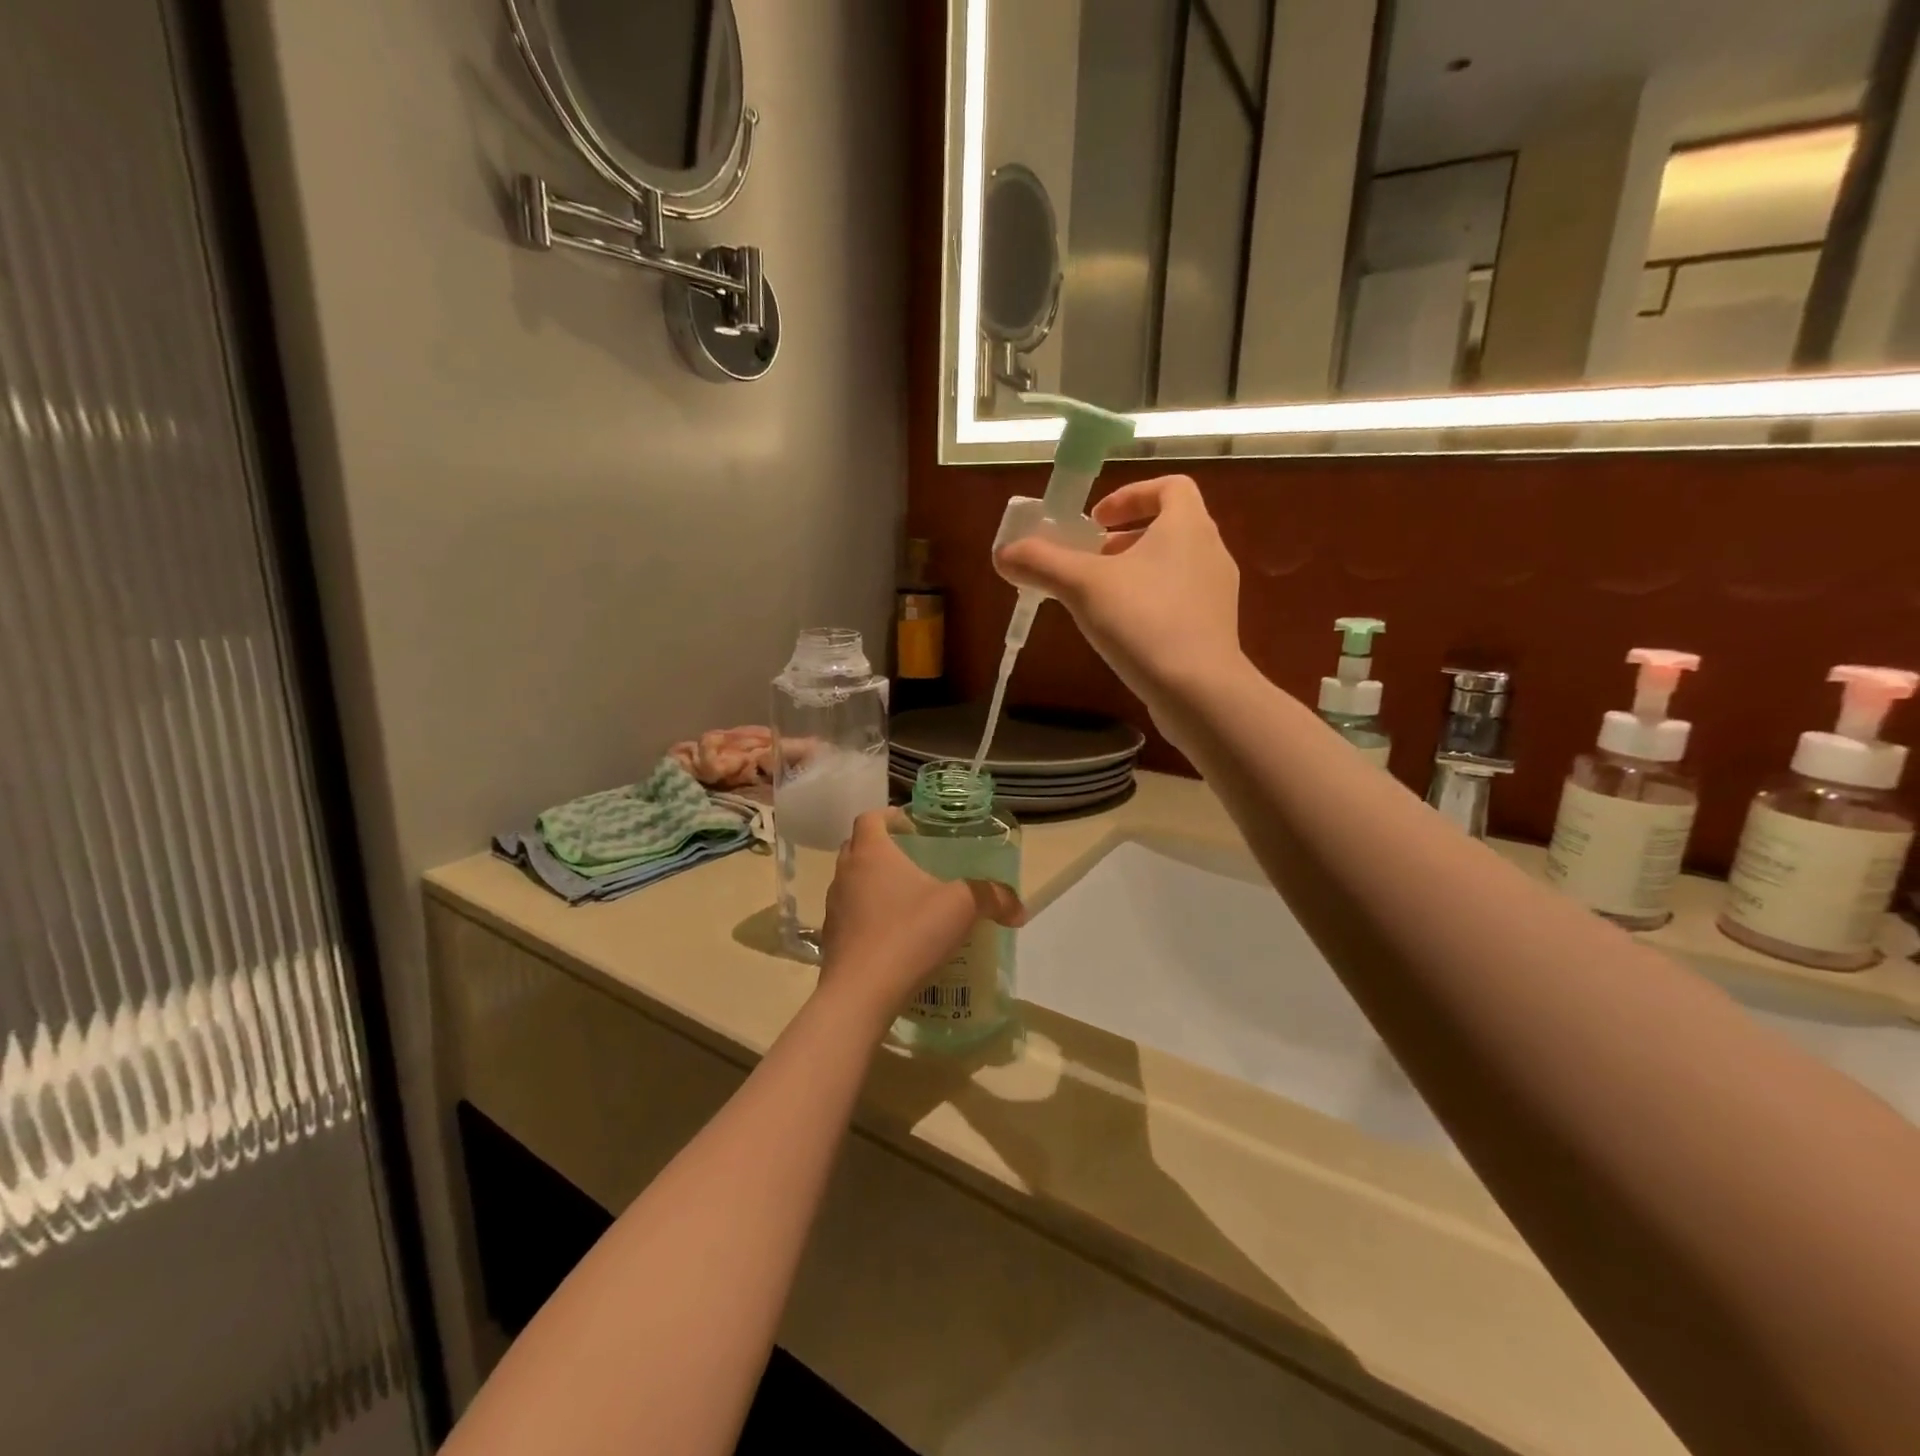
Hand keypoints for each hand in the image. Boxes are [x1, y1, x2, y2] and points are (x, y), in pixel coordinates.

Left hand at [817, 812, 1024, 1026]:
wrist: (859, 995)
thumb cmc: (908, 934)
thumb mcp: (961, 908)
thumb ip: (992, 898)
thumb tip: (1019, 908)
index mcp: (871, 853)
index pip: (871, 818)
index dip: (891, 816)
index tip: (913, 827)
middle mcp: (845, 874)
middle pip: (858, 847)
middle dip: (883, 849)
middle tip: (914, 860)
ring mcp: (833, 909)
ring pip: (852, 884)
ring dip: (874, 885)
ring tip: (908, 901)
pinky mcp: (832, 941)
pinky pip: (851, 918)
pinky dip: (869, 919)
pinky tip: (896, 937)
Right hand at [994, 475, 1243, 714]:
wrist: (1199, 690)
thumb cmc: (1144, 621)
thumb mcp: (1082, 586)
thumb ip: (1041, 563)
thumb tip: (1002, 554)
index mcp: (1188, 525)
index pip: (1171, 486)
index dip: (1131, 495)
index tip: (1097, 519)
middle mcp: (1211, 551)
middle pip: (1169, 527)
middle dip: (1125, 539)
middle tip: (1090, 560)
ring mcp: (1217, 593)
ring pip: (1174, 566)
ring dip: (1136, 572)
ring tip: (1100, 598)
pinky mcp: (1215, 629)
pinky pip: (1180, 601)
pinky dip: (1150, 603)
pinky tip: (1123, 632)